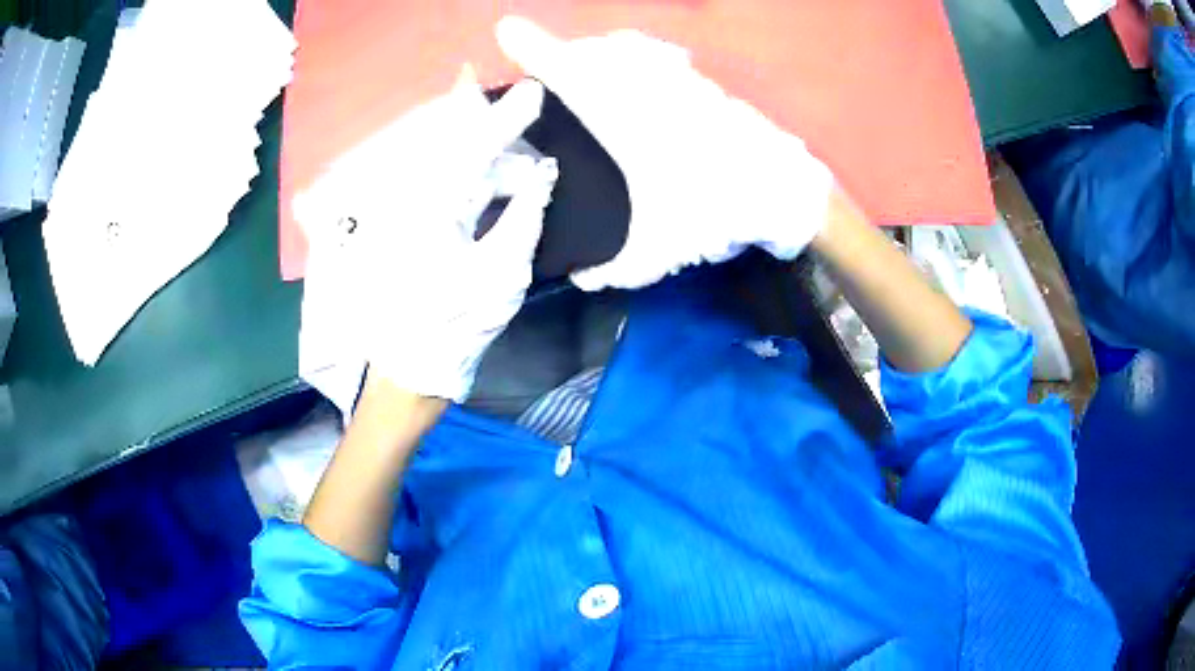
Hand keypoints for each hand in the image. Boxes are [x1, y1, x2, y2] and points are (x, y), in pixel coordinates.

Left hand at [296, 71, 557, 401]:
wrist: (408, 370)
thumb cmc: (455, 327)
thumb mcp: (502, 274)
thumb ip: (524, 218)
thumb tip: (544, 178)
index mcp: (433, 207)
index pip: (475, 146)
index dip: (507, 118)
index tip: (534, 92)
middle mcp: (414, 199)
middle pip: (459, 150)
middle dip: (501, 141)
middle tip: (535, 150)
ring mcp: (407, 213)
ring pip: (454, 170)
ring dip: (494, 170)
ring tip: (528, 182)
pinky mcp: (408, 228)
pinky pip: (447, 190)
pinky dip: (478, 187)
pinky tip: (503, 194)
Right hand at [496, 17, 834, 290]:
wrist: (782, 190)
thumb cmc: (715, 211)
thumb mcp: (659, 250)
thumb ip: (615, 269)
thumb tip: (581, 279)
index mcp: (622, 118)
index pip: (567, 73)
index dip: (534, 48)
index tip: (506, 29)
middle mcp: (646, 87)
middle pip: (593, 52)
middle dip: (563, 53)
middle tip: (547, 67)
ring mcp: (677, 79)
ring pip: (627, 49)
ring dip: (601, 54)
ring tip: (588, 70)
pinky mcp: (702, 83)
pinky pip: (657, 57)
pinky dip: (637, 59)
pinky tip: (641, 77)